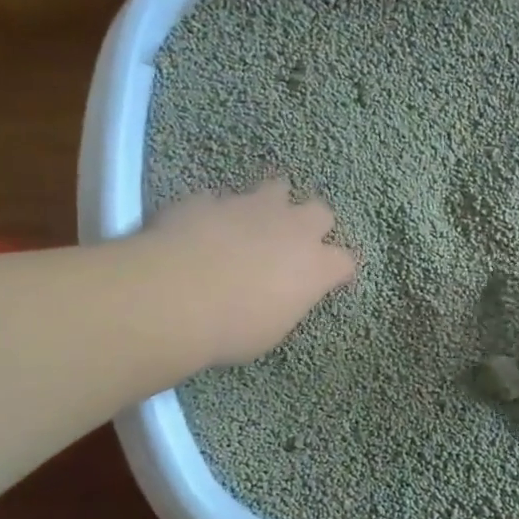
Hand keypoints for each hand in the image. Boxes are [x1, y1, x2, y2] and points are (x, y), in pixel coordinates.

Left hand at [145, 179, 356, 365]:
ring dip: (271, 203)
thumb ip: (283, 304)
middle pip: (320, 212)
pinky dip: (219, 213)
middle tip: (293, 242)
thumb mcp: (270, 331)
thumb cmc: (232, 328)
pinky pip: (222, 199)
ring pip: (276, 187)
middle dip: (311, 223)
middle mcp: (291, 227)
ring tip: (253, 221)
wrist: (174, 295)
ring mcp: (251, 206)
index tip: (328, 279)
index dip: (337, 270)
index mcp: (314, 266)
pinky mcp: (211, 198)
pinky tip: (202, 229)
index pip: (344, 261)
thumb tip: (278, 296)